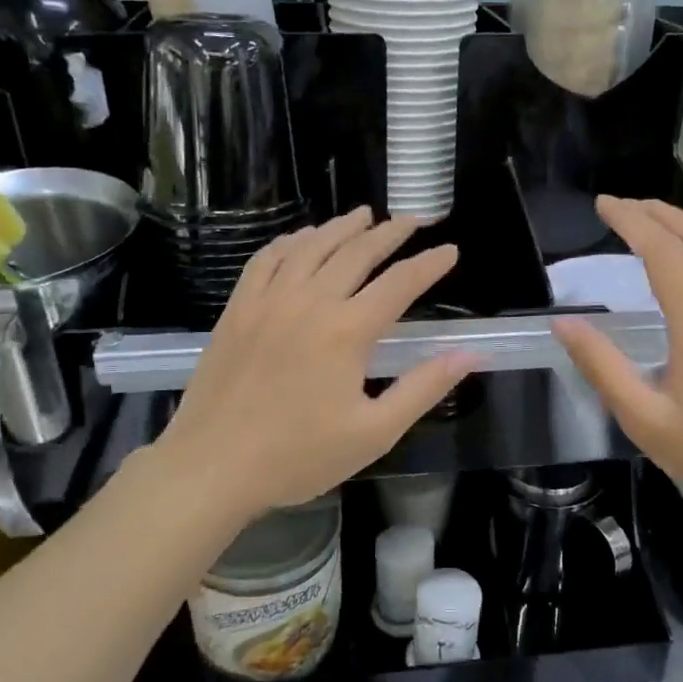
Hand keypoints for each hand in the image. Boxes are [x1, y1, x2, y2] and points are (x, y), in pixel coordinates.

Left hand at [154, 208, 471, 523]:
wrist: (213, 466)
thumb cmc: (299, 456)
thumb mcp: (374, 432)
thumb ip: (424, 387)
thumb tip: (469, 354)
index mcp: (347, 331)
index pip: (399, 283)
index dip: (429, 264)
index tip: (449, 250)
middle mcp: (309, 301)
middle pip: (357, 252)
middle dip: (390, 232)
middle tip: (413, 220)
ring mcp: (268, 300)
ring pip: (311, 246)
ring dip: (342, 227)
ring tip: (364, 215)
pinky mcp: (238, 309)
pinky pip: (267, 259)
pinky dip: (290, 241)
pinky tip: (302, 238)